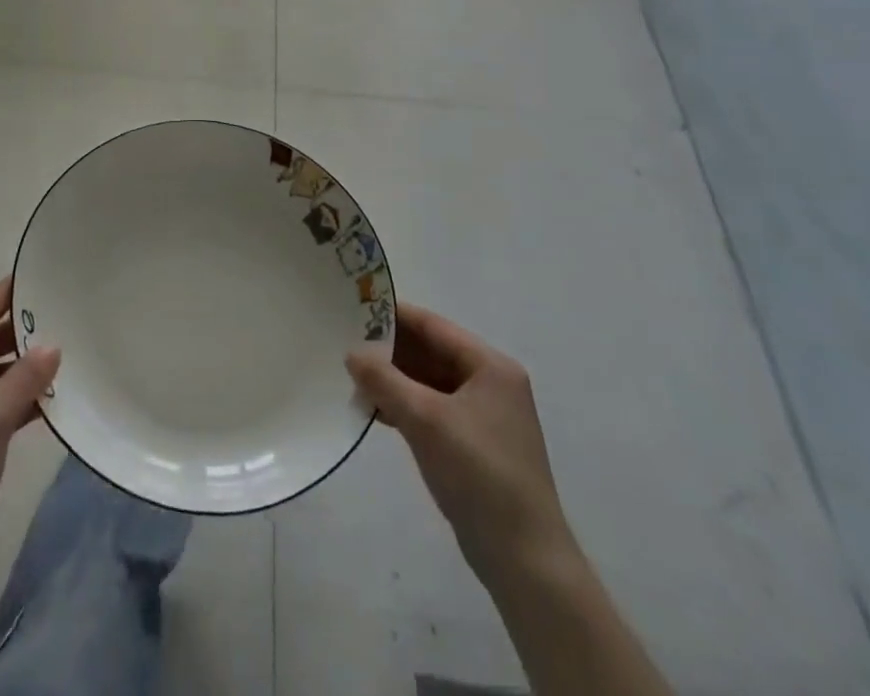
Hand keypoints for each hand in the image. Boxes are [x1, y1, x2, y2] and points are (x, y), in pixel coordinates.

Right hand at [346, 303, 575, 590]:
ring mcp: (483, 416)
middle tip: (345, 341)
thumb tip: (352, 352)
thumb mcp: (425, 420)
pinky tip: (373, 410)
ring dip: (393, 380)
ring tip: (351, 376)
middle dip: (389, 350)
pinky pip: (432, 409)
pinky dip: (404, 406)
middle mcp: (490, 383)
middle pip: (430, 352)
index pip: (433, 326)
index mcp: (490, 366)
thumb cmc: (479, 475)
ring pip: (428, 382)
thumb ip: (385, 380)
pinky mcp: (473, 444)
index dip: (393, 315)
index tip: (353, 307)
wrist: (524, 561)